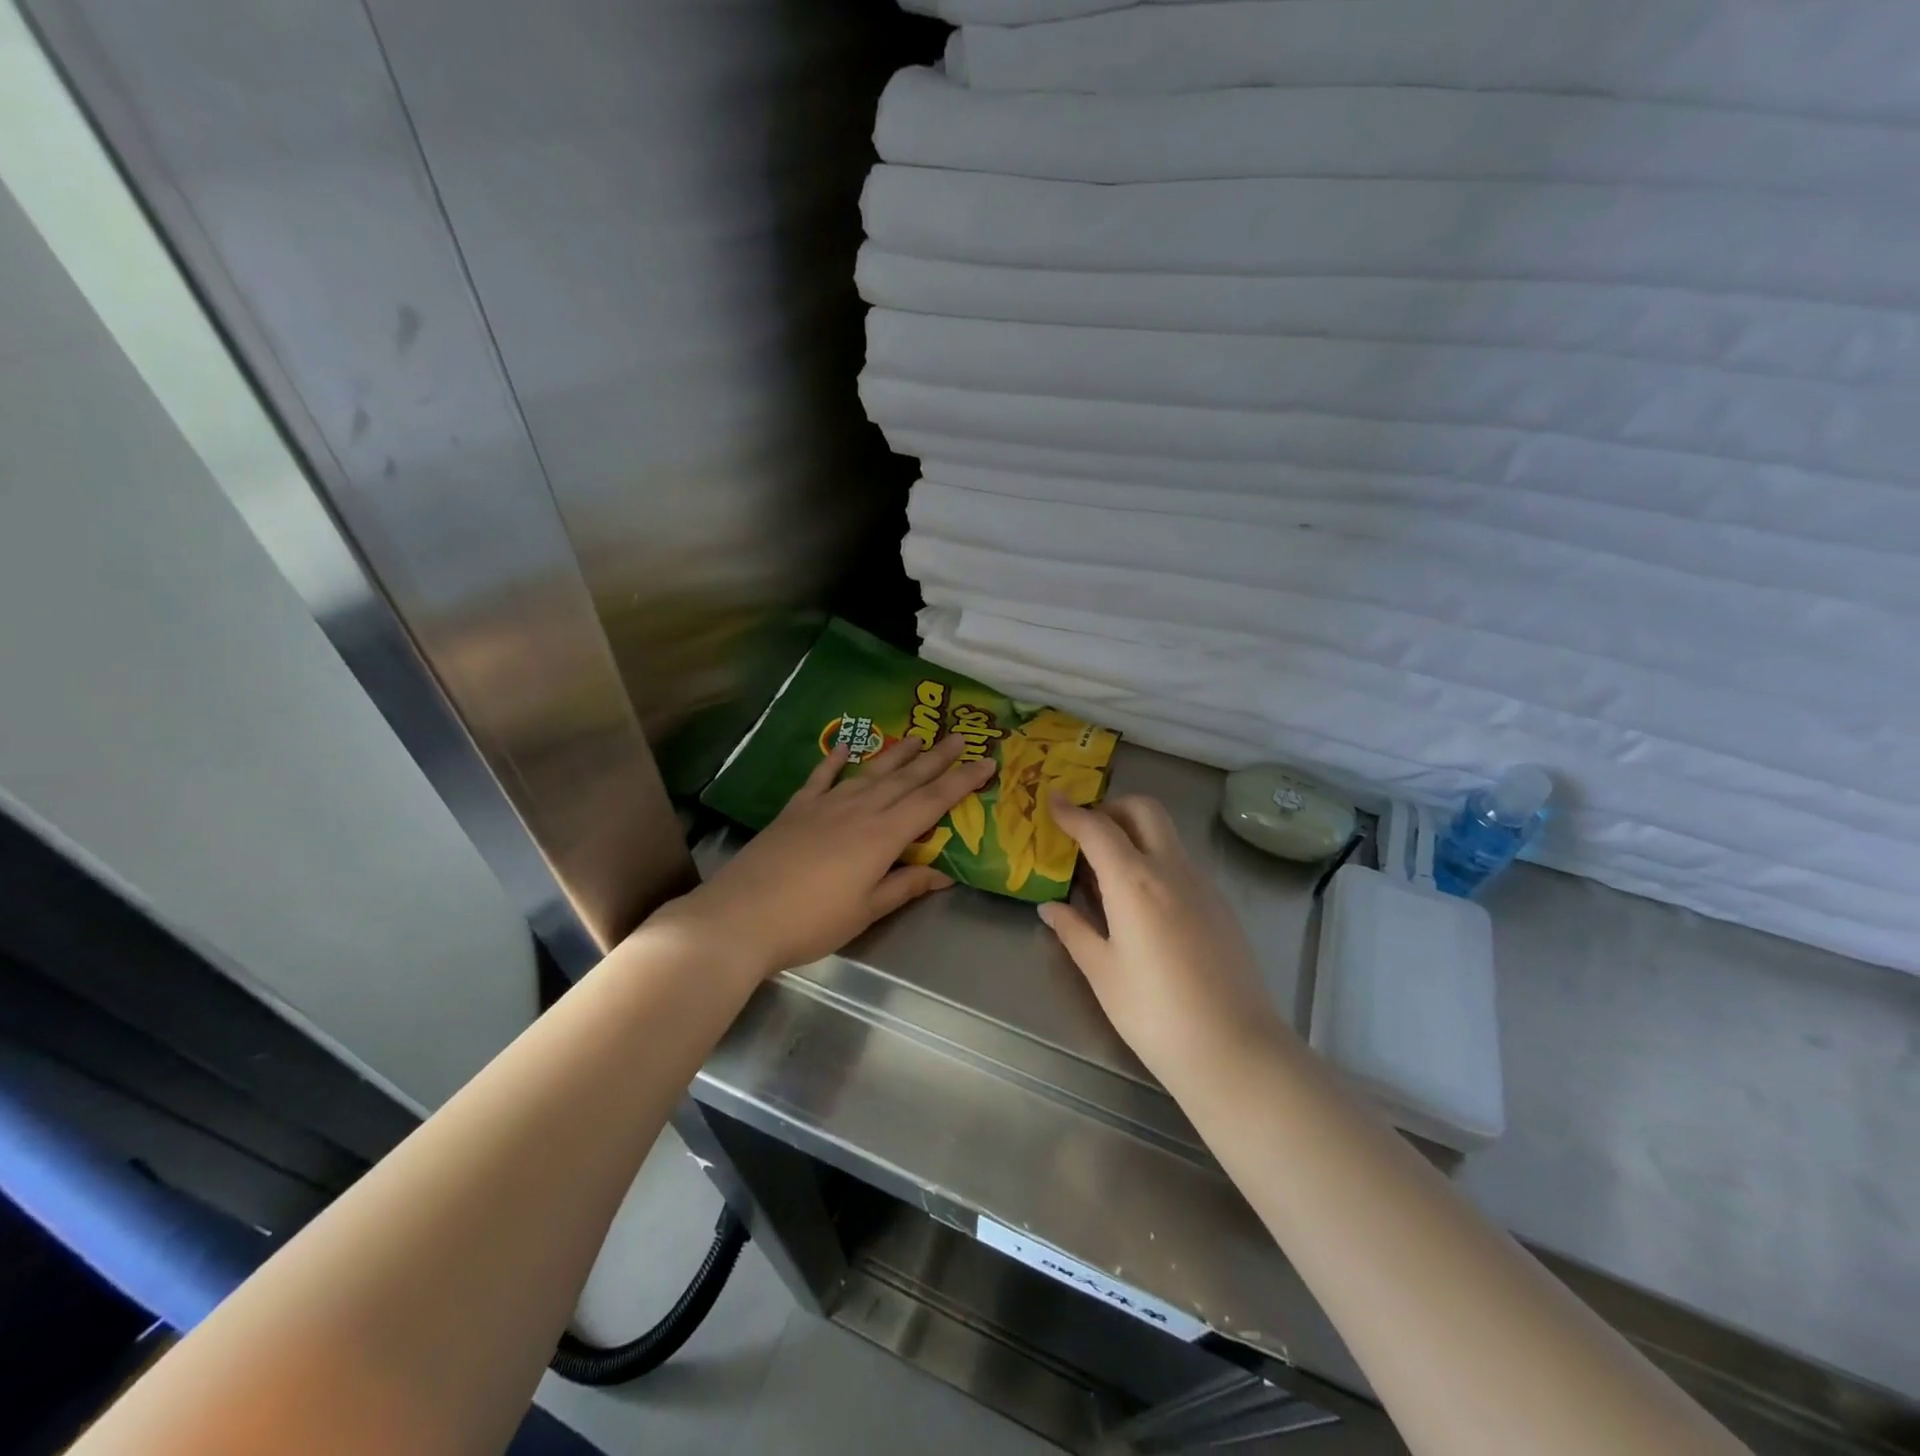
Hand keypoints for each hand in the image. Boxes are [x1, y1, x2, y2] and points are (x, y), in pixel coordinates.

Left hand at [657, 732, 996, 978]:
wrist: (742, 916)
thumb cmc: (812, 921)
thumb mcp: (866, 910)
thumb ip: (905, 886)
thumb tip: (944, 875)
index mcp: (883, 836)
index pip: (932, 802)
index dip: (962, 782)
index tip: (987, 762)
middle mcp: (859, 810)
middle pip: (906, 779)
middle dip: (937, 758)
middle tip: (960, 737)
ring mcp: (825, 805)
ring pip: (870, 772)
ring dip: (896, 754)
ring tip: (917, 737)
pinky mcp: (797, 809)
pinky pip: (822, 777)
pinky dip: (836, 759)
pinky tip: (848, 745)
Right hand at [1040, 794, 1286, 1090]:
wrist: (1234, 1049)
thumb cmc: (1154, 1012)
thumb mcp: (1102, 972)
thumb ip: (1074, 931)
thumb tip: (1050, 907)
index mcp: (1135, 881)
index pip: (1098, 828)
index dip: (1072, 811)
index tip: (1053, 801)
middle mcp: (1171, 869)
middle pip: (1144, 810)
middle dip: (1112, 807)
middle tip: (1087, 831)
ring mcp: (1202, 885)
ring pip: (1166, 835)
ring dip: (1135, 834)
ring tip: (1109, 870)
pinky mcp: (1221, 905)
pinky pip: (1182, 864)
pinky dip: (1156, 861)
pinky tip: (1143, 903)